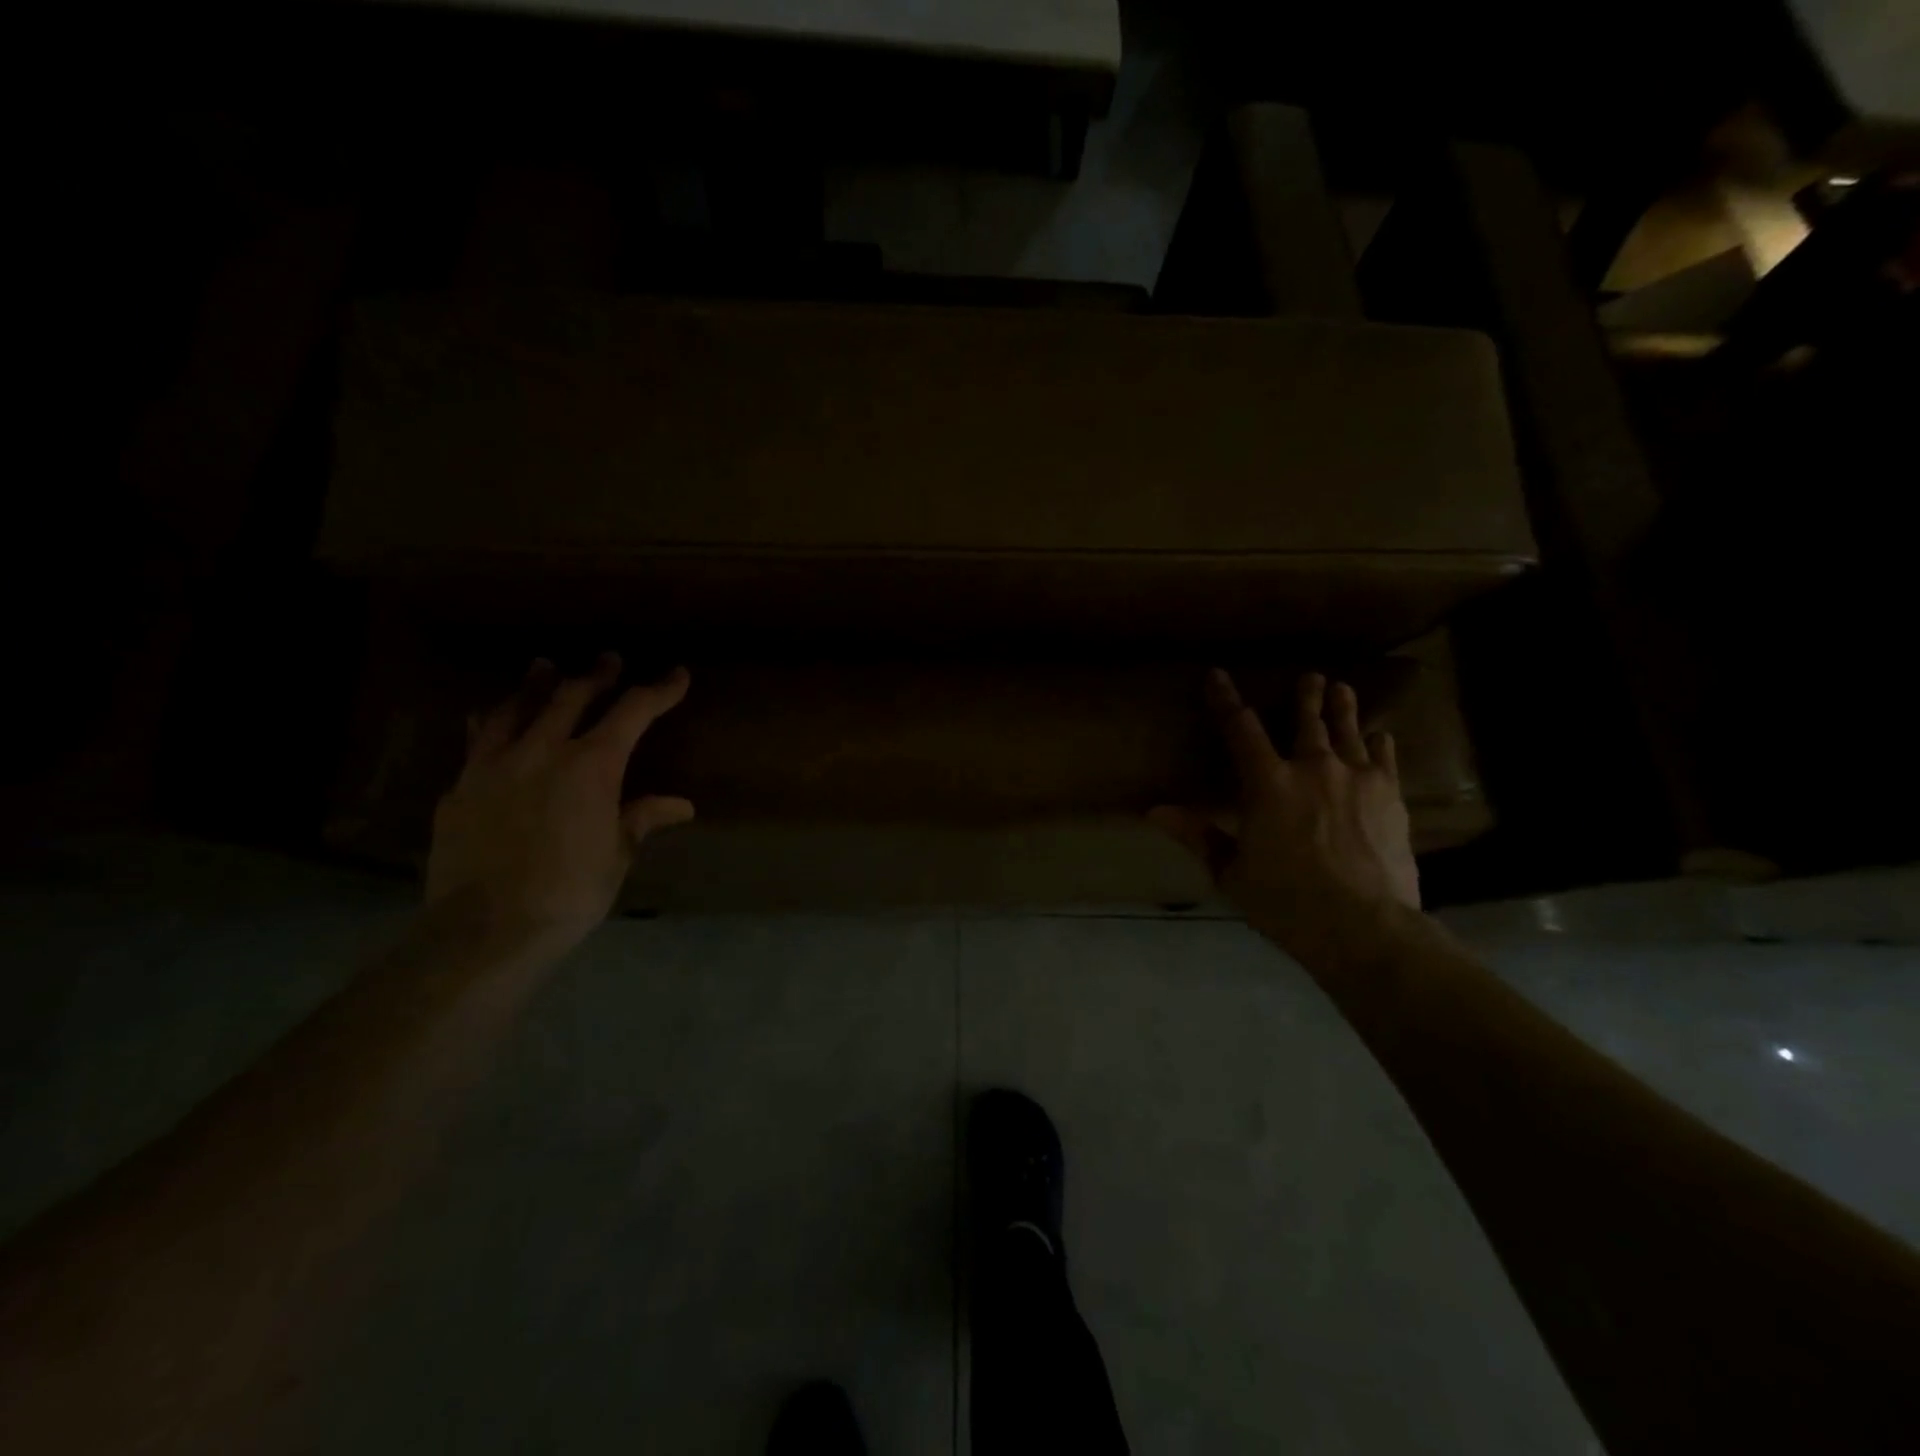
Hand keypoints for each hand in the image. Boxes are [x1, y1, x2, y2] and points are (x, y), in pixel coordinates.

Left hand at [425, 655, 692, 949]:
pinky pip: (477, 739)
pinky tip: (489, 716)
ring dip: (536, 684)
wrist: (485, 928)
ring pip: (516, 708)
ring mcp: (493, 765)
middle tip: (609, 660)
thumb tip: (680, 806)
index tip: (677, 675)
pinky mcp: (460, 787)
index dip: (659, 691)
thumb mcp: (616, 855)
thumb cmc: (569, 893)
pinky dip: (491, 720)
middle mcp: (542, 751)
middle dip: (596, 675)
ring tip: (544, 666)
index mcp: (591, 766)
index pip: (633, 712)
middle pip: (572, 696)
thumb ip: (641, 819)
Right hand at [1150, 670, 1419, 955]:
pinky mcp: (1390, 796)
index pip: (1240, 728)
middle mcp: (1312, 768)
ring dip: (1343, 708)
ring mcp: (1356, 779)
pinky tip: (1381, 735)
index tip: (1218, 674)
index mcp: (1267, 783)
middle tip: (1310, 676)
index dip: (1226, 699)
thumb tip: (1154, 810)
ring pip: (1347, 732)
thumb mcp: (1231, 872)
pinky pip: (1384, 759)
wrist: (1363, 926)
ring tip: (1342, 687)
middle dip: (1305, 696)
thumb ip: (1197, 835)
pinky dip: (1380, 744)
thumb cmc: (1286, 902)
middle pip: (1307, 721)